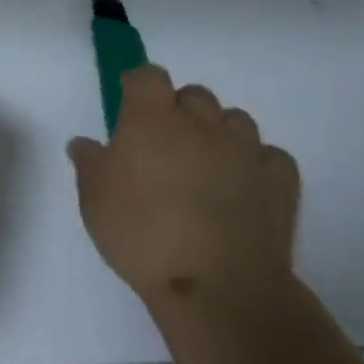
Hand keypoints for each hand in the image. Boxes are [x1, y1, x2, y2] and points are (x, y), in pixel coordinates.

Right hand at [67, 65, 299, 317]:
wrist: (219, 287)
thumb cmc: (143, 235)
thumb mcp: (95, 202)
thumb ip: (89, 165)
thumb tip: (83, 144)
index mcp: (152, 120)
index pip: (148, 76)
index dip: (139, 85)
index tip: (129, 104)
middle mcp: (201, 123)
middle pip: (194, 94)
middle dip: (179, 110)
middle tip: (164, 145)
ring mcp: (245, 151)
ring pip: (235, 119)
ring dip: (219, 132)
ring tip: (206, 165)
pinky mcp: (280, 182)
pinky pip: (270, 156)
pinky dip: (257, 163)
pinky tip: (245, 185)